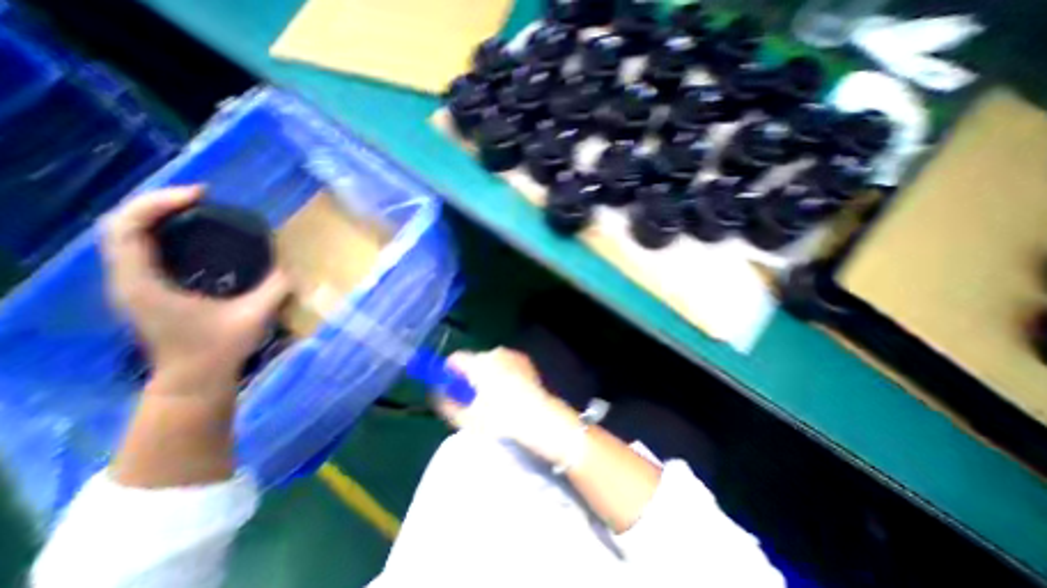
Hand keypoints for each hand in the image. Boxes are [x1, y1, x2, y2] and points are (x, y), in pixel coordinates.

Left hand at [102, 185, 288, 399]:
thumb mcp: (254, 316)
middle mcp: (126, 279)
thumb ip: (275, 288)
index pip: (127, 228)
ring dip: (157, 215)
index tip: (201, 195)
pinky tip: (194, 235)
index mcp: (142, 283)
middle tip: (202, 198)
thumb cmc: (218, 349)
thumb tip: (291, 266)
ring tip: (198, 209)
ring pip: (127, 235)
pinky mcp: (145, 289)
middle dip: (157, 202)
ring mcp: (132, 284)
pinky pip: (142, 249)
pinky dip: (162, 232)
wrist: (193, 379)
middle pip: (121, 225)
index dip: (158, 203)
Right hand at [433, 347, 579, 466]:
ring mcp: (512, 355)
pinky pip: (506, 363)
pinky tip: (509, 391)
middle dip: (470, 374)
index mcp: (479, 363)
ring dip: (487, 373)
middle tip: (472, 396)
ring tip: (493, 396)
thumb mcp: (468, 418)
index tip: (449, 384)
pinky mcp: (525, 361)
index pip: (455, 359)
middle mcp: (495, 353)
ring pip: (491, 361)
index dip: (448, 371)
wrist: (540, 418)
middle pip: (474, 360)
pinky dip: (503, 372)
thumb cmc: (502, 420)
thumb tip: (436, 394)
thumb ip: (447, 404)